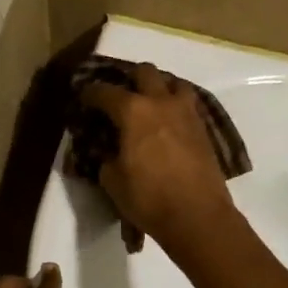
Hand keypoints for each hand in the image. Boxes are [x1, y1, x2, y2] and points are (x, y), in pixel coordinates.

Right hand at [79, 63, 238, 247]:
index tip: (84, 97)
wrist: (198, 216)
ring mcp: (187, 113)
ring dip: (160, 87)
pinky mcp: (204, 129)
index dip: (90, 93)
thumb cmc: (149, 198)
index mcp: (133, 111)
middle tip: (121, 95)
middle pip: (145, 72)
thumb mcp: (113, 181)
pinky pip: (188, 104)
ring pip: (174, 83)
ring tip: (151, 103)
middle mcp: (161, 103)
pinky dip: (176, 106)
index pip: (105, 92)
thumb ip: (107, 159)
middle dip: (129, 79)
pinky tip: (169, 123)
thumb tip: (110, 153)